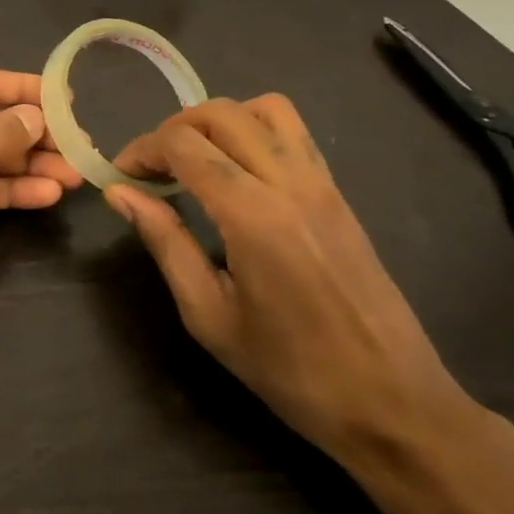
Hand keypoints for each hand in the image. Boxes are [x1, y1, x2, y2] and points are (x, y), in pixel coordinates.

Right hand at [107, 96, 468, 463]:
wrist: (394, 404)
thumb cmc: (291, 371)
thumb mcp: (209, 315)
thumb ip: (164, 242)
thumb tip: (119, 193)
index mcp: (253, 215)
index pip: (184, 144)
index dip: (142, 150)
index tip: (121, 176)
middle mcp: (289, 182)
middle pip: (220, 113)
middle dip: (173, 129)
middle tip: (152, 169)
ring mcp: (321, 182)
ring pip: (263, 108)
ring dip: (218, 121)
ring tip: (196, 160)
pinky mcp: (338, 192)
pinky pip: (292, 132)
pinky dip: (253, 130)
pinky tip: (237, 172)